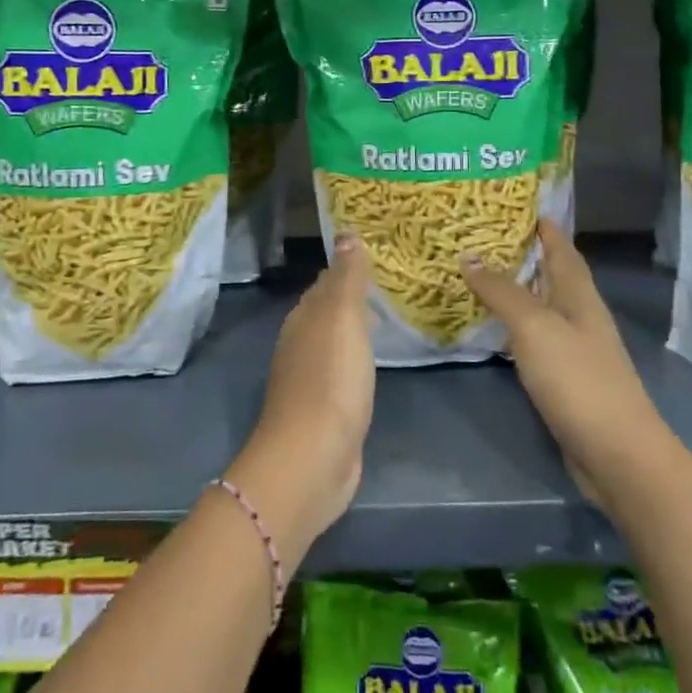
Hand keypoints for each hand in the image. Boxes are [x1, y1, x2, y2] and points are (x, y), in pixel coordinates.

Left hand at [226, 233, 375, 559]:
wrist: (312, 459)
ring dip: (355, 329)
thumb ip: (347, 278)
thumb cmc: (330, 381)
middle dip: (351, 297)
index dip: (347, 269)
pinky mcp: (324, 411)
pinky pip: (343, 373)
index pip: (325, 283)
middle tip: (390, 284)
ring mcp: (310, 380)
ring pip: (334, 342)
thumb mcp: (342, 319)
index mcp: (304, 319)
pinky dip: (357, 361)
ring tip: (387, 318)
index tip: (376, 256)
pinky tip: (373, 365)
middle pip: (327, 312)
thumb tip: (346, 233)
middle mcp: (301, 344)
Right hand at [461, 218, 665, 508]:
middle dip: (524, 252)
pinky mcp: (566, 377)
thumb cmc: (578, 380)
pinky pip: (536, 337)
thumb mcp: (535, 327)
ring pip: (543, 305)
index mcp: (578, 294)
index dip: (541, 223)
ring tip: (480, 272)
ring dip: (517, 288)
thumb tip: (469, 256)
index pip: (561, 246)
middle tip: (481, 234)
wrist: (617, 454)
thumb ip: (502, 292)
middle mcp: (580, 314)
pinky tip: (494, 327)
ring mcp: (575, 348)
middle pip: (552, 273)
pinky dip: (515, 324)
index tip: (513, 202)